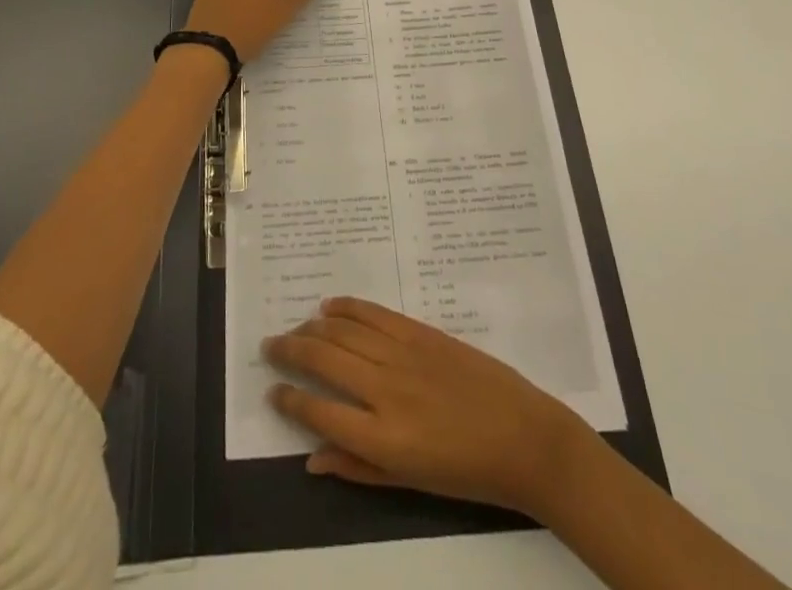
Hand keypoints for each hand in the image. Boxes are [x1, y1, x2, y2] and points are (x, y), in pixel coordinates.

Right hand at [263, 296, 594, 521]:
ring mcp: (402, 355)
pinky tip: (329, 307)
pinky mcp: (419, 331)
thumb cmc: (467, 473)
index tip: (273, 390)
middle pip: (323, 360)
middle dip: (290, 352)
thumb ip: (358, 468)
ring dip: (313, 328)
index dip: (290, 399)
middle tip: (270, 347)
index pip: (319, 412)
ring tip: (295, 330)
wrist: (522, 437)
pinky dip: (347, 307)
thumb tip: (312, 457)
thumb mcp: (410, 485)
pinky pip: (374, 313)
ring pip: (344, 331)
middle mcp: (385, 390)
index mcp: (382, 438)